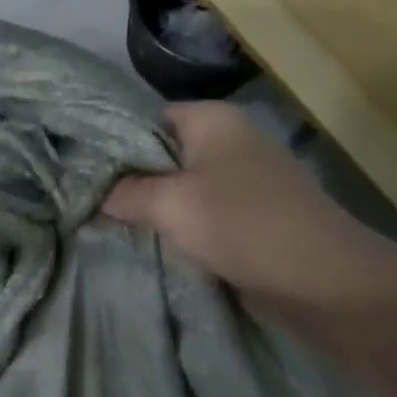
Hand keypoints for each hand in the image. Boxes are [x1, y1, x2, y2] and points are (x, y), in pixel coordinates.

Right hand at [104, 102, 381, 302]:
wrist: (318, 279)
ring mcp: (240, 180)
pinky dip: (175, 226)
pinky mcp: (246, 216)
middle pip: (161, 153)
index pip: (146, 117)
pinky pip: (198, 213)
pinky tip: (145, 242)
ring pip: (178, 187)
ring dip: (150, 207)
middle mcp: (227, 141)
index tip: (77, 169)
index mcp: (212, 119)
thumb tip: (93, 195)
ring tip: (105, 223)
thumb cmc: (241, 225)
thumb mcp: (171, 204)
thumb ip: (125, 193)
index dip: (111, 141)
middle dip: (127, 179)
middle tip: (84, 201)